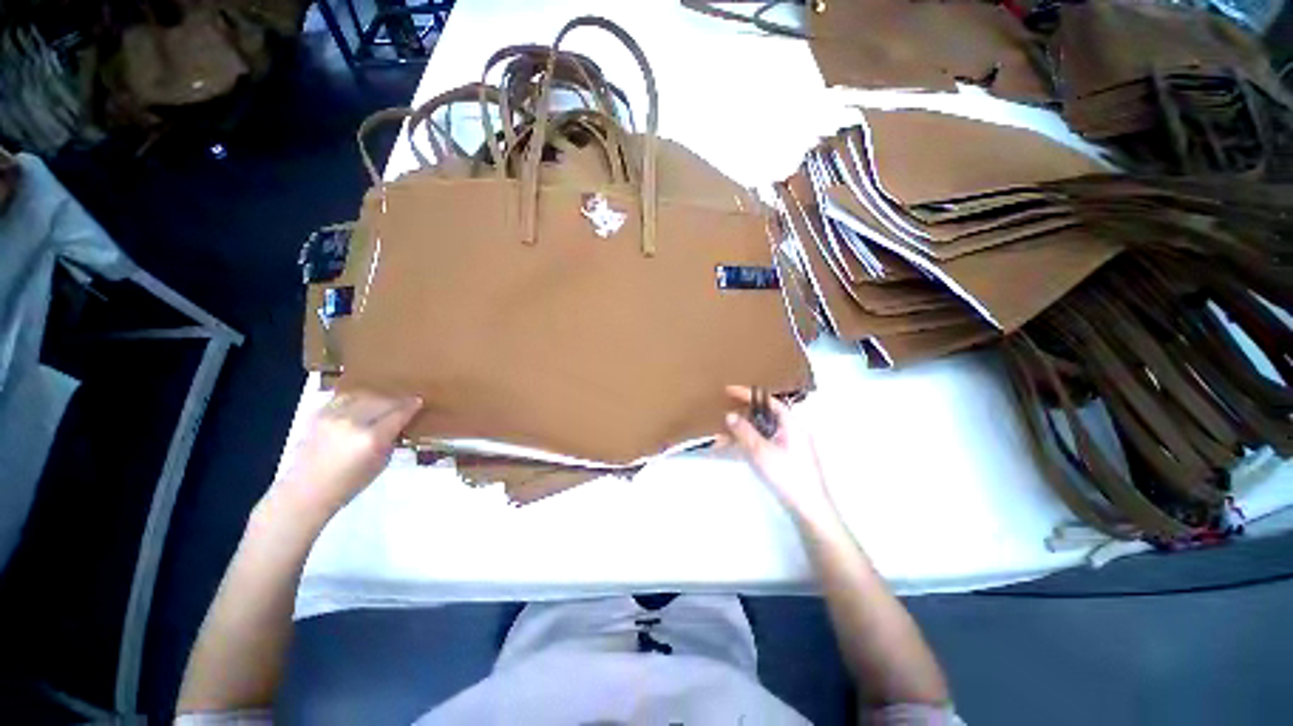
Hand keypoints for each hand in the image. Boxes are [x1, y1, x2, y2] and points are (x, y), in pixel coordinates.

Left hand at [266, 390, 421, 522]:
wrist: (306, 491)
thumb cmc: (349, 484)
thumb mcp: (381, 462)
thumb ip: (391, 439)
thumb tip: (399, 422)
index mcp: (372, 438)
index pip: (399, 413)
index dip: (412, 406)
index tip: (419, 401)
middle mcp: (353, 422)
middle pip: (382, 401)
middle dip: (396, 401)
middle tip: (405, 403)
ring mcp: (333, 416)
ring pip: (364, 395)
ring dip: (377, 398)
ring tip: (384, 403)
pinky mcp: (318, 414)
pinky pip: (344, 398)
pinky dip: (357, 399)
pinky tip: (362, 404)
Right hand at [721, 385, 838, 526]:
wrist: (809, 509)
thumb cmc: (788, 475)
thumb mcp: (761, 452)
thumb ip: (744, 432)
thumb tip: (729, 415)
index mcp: (792, 423)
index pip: (768, 401)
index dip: (748, 394)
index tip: (728, 391)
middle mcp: (792, 430)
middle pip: (765, 414)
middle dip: (743, 413)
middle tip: (724, 409)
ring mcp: (790, 444)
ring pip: (762, 430)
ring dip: (742, 430)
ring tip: (722, 432)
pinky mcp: (786, 457)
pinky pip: (763, 442)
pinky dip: (749, 442)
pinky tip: (734, 447)